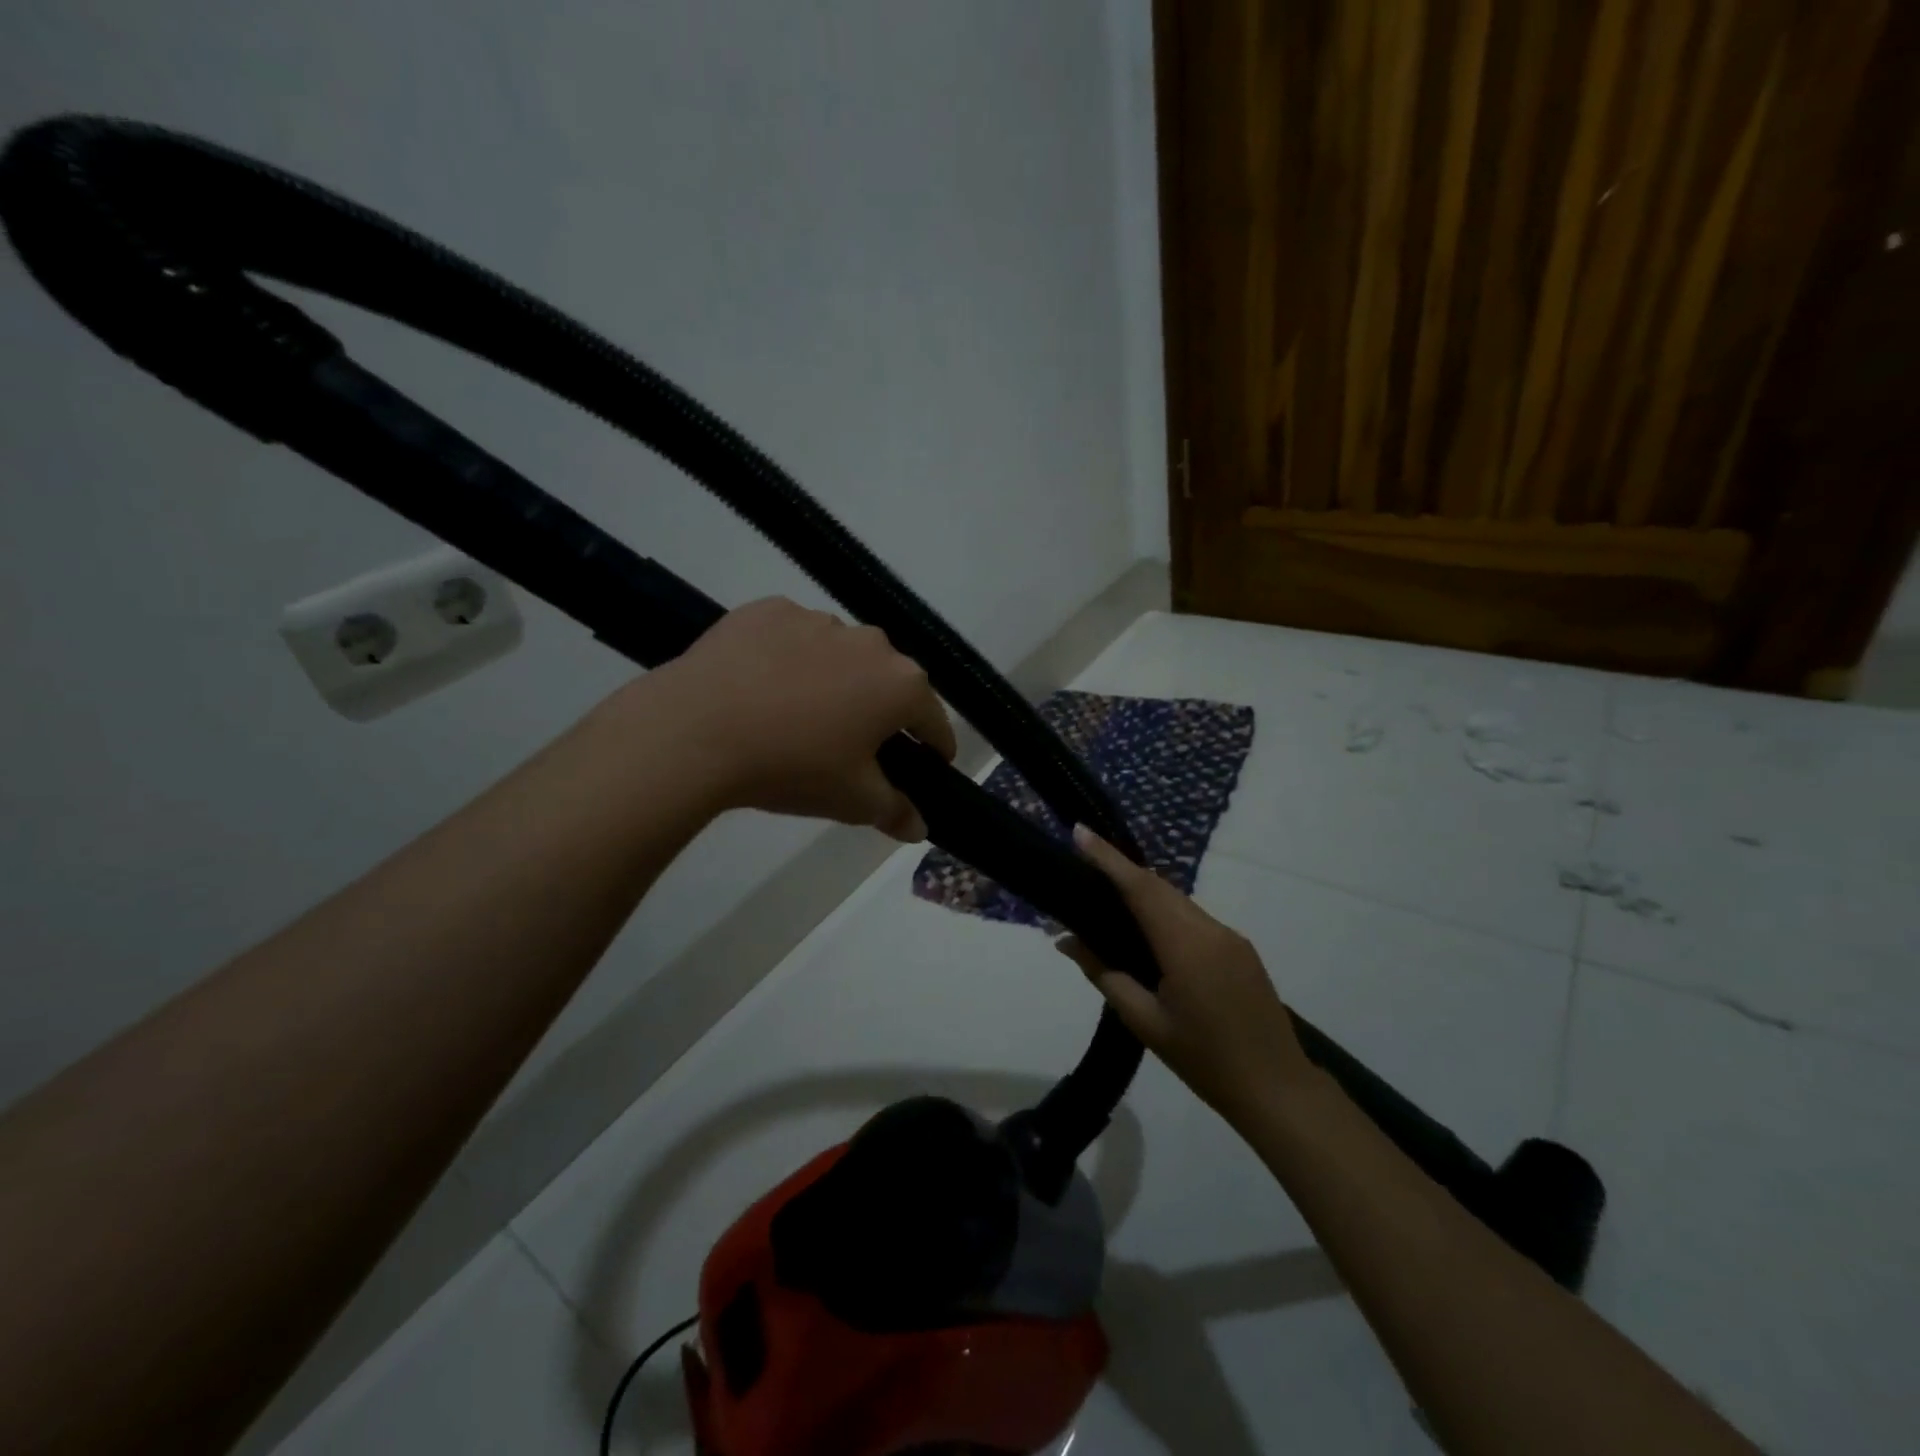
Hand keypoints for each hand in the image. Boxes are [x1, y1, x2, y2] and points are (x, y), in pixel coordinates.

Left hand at [648, 597, 956, 840]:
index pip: (934, 720)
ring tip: (799, 714)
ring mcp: (817, 619)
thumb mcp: (852, 801)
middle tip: (854, 744)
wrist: (696, 730)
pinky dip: (789, 659)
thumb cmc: (793, 767)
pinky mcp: (768, 609)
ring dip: (835, 680)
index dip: (935, 747)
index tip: (929, 764)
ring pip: (840, 655)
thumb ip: (895, 811)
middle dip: (880, 710)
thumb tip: (920, 828)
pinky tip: (762, 686)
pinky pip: (793, 637)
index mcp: (902, 684)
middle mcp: (870, 642)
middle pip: (888, 681)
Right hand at [1056, 826, 1314, 1129]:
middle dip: (1122, 871)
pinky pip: (1194, 918)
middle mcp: (1211, 929)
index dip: (1108, 858)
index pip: (1140, 888)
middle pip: (1159, 888)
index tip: (1080, 832)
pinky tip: (1148, 933)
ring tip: (1109, 900)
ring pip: (1178, 901)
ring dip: (1145, 893)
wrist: (1278, 1089)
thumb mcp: (1146, 1022)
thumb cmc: (1205, 1061)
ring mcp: (1230, 937)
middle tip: (1085, 865)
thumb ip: (1105, 975)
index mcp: (1186, 945)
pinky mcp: (1240, 949)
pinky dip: (1166, 913)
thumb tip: (1067, 941)